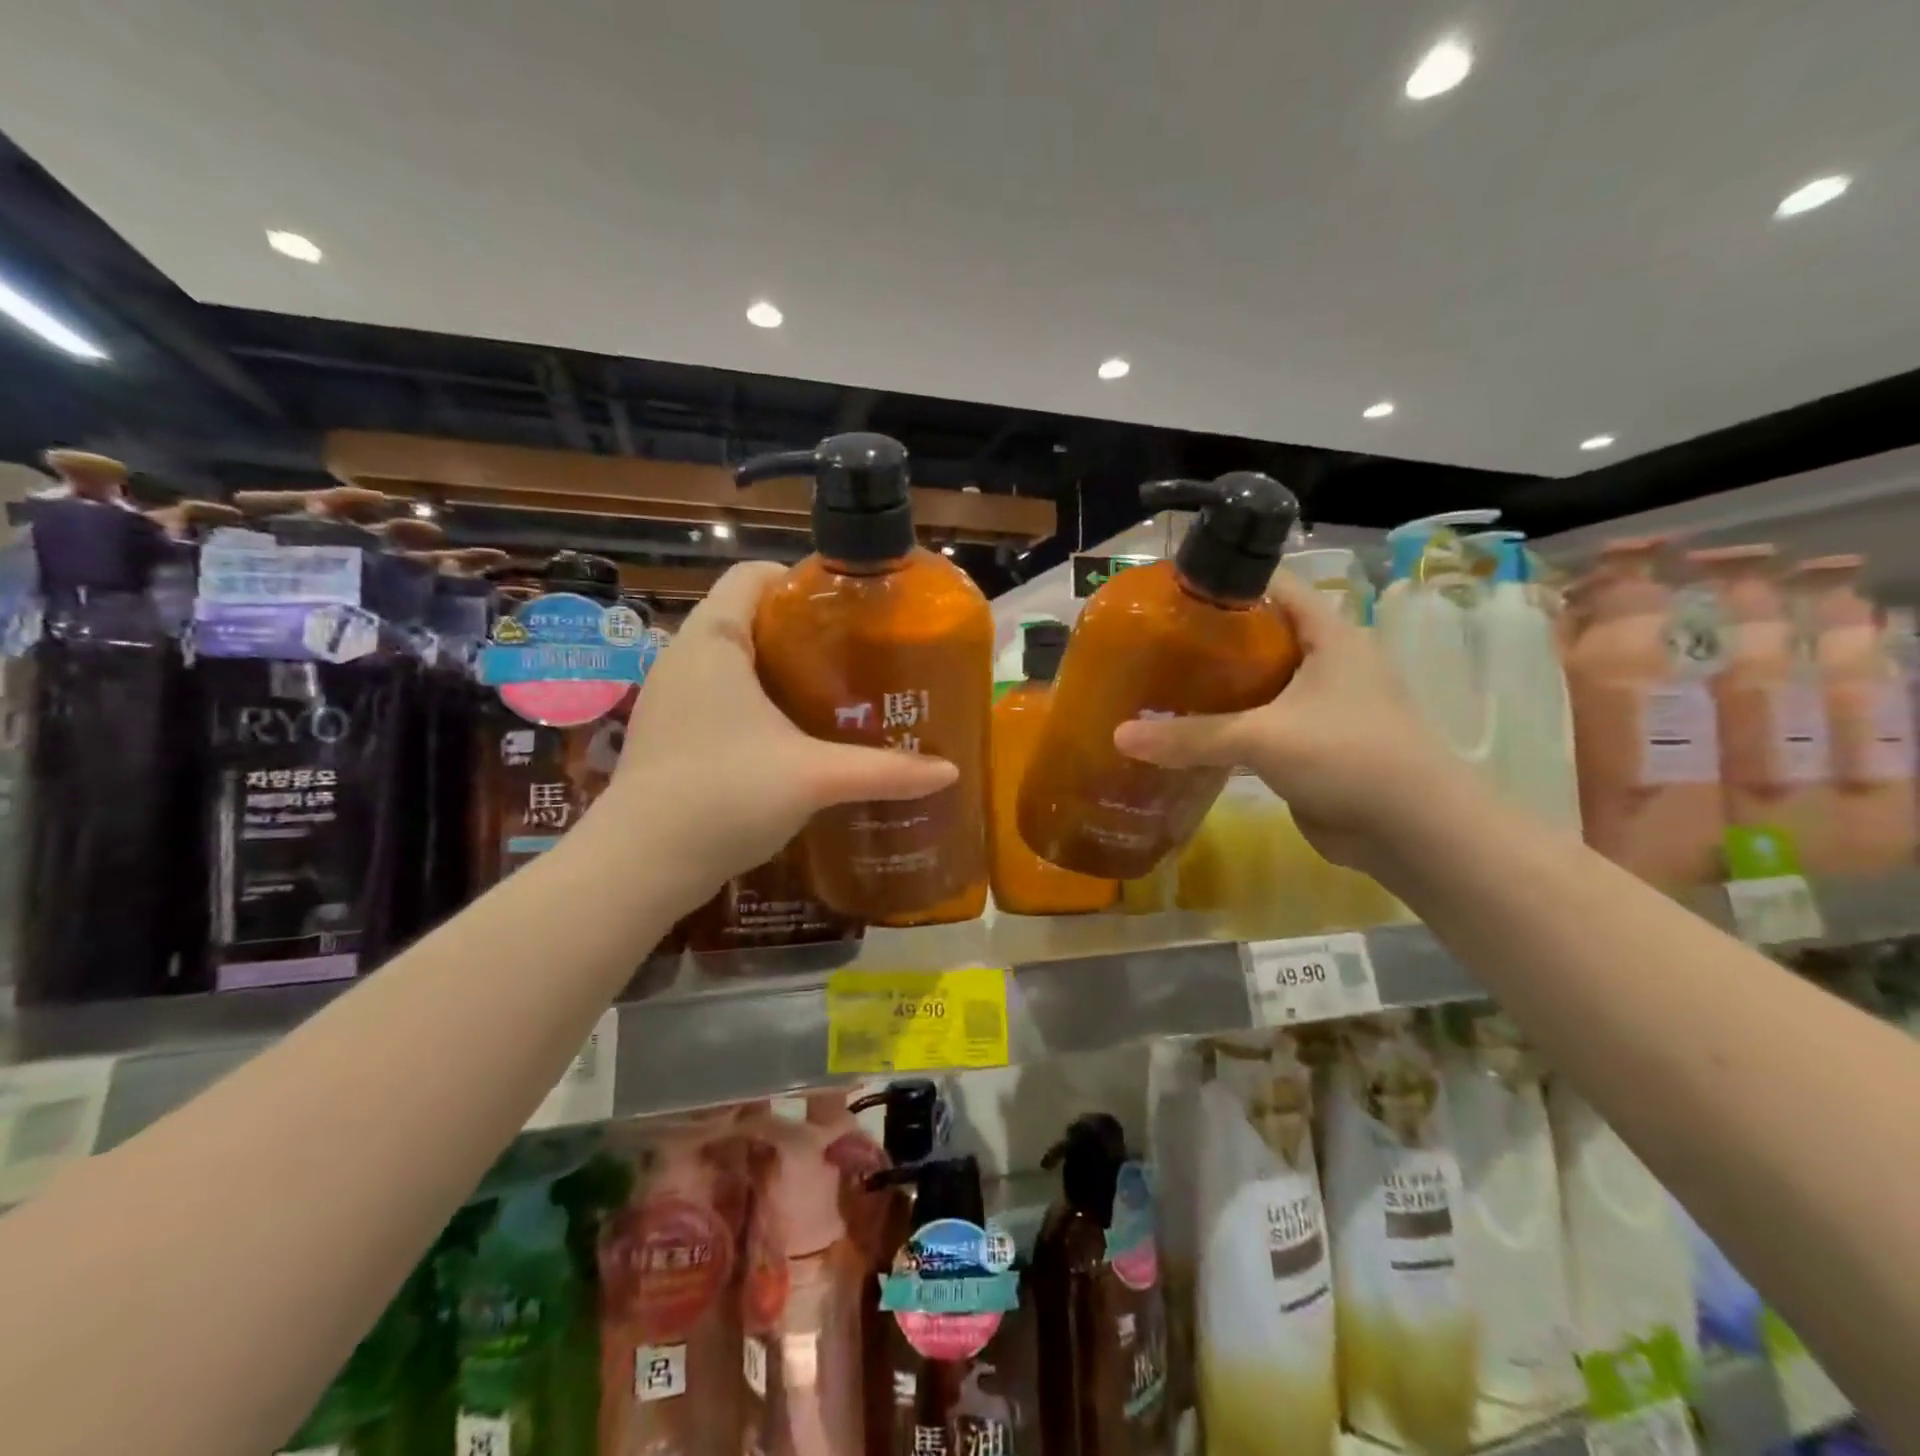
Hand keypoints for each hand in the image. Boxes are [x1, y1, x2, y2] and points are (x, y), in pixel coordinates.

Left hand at [597, 562, 956, 907]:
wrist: (640, 865)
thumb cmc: (725, 795)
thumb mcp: (814, 778)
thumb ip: (884, 771)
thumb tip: (948, 772)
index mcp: (714, 639)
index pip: (753, 574)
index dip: (801, 580)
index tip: (849, 610)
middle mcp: (684, 656)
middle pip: (747, 617)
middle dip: (801, 632)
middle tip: (855, 657)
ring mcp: (670, 697)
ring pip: (732, 661)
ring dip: (779, 671)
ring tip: (833, 695)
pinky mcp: (668, 734)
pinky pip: (719, 696)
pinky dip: (756, 703)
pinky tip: (791, 738)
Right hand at [1112, 570, 1474, 875]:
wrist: (1413, 831)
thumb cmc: (1348, 756)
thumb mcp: (1263, 737)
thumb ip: (1191, 736)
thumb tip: (1119, 736)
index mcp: (1331, 635)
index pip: (1275, 588)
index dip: (1227, 584)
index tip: (1173, 595)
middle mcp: (1329, 662)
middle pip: (1262, 637)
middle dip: (1212, 642)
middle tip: (1155, 646)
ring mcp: (1324, 706)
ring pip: (1260, 685)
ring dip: (1219, 689)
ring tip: (1161, 687)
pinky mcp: (1314, 745)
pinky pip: (1263, 725)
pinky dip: (1231, 727)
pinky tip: (1189, 734)